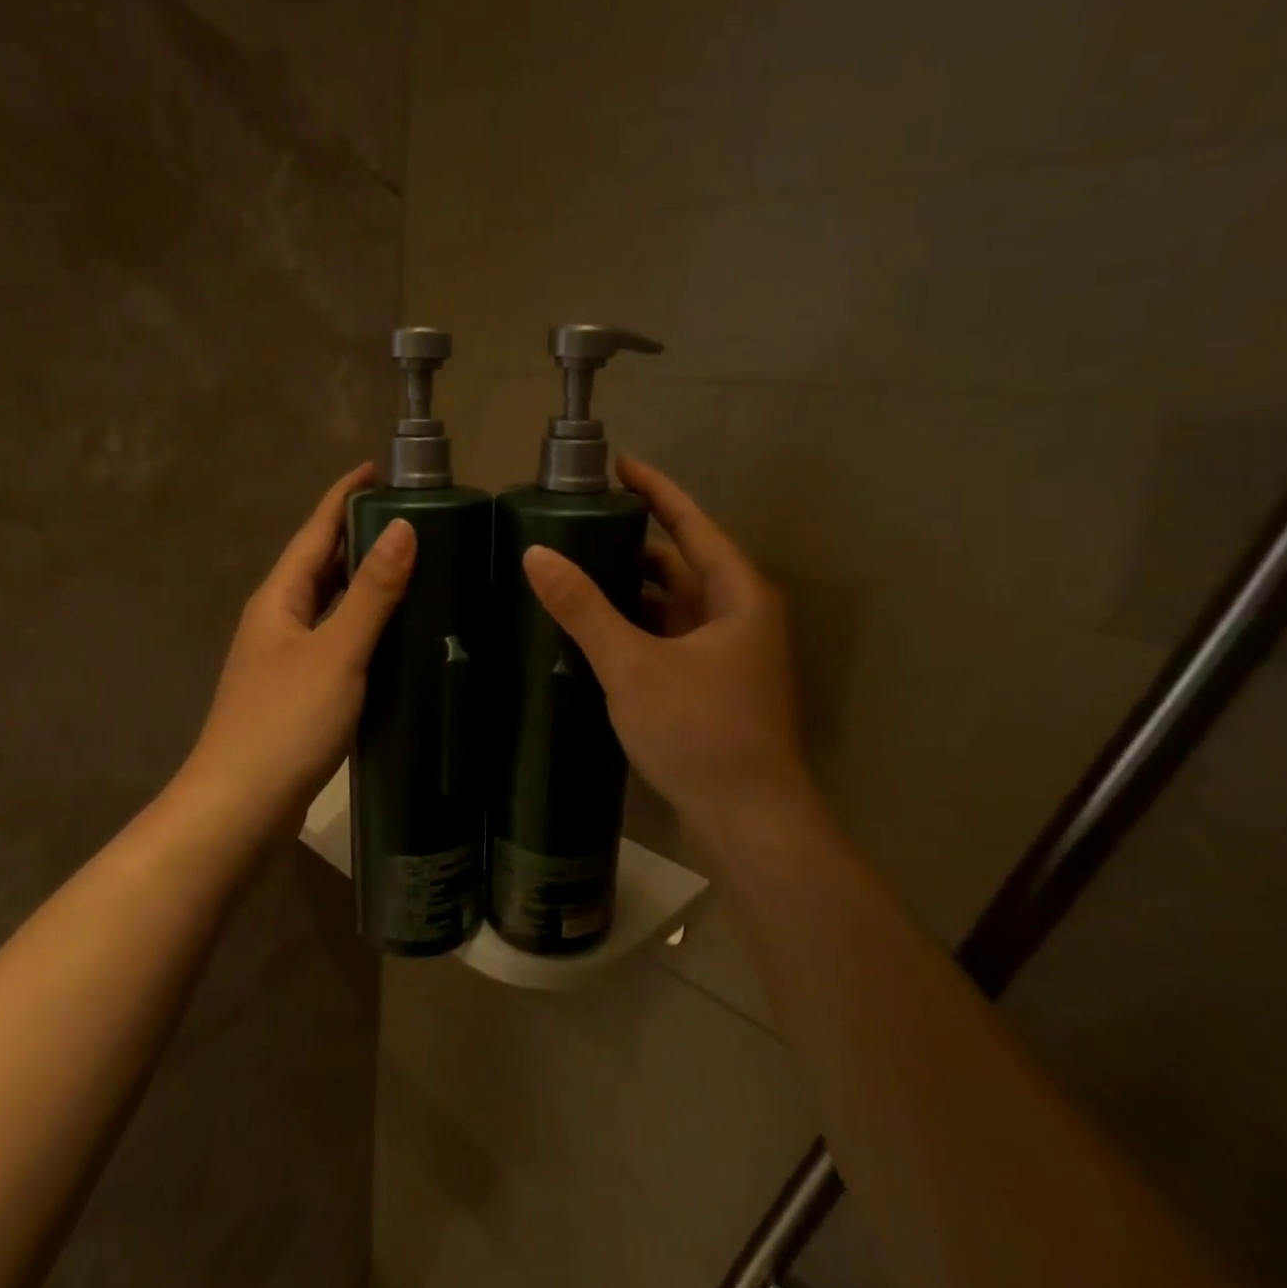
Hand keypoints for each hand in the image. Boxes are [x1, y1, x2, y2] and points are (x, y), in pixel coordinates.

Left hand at [180, 464, 415, 826]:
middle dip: (359, 534)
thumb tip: (404, 527)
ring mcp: (286, 657)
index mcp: (280, 598)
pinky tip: (393, 634)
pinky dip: (363, 624)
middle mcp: (278, 619)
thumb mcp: (336, 652)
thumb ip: (371, 592)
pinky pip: (336, 639)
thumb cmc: (284, 723)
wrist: (240, 809)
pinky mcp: (298, 690)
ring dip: (363, 580)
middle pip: (320, 563)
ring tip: (413, 565)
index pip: (315, 530)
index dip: (345, 496)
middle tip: (413, 516)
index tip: (379, 468)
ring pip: (329, 603)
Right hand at [521, 456, 811, 841]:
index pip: (692, 524)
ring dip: (631, 590)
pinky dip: (637, 627)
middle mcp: (739, 616)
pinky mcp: (713, 686)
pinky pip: (669, 638)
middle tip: (578, 528)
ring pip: (674, 605)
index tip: (618, 465)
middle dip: (634, 543)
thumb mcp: (634, 666)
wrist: (750, 823)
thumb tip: (536, 553)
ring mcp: (728, 655)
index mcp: (737, 596)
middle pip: (681, 564)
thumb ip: (585, 609)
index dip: (656, 490)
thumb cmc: (702, 733)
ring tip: (576, 574)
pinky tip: (597, 631)